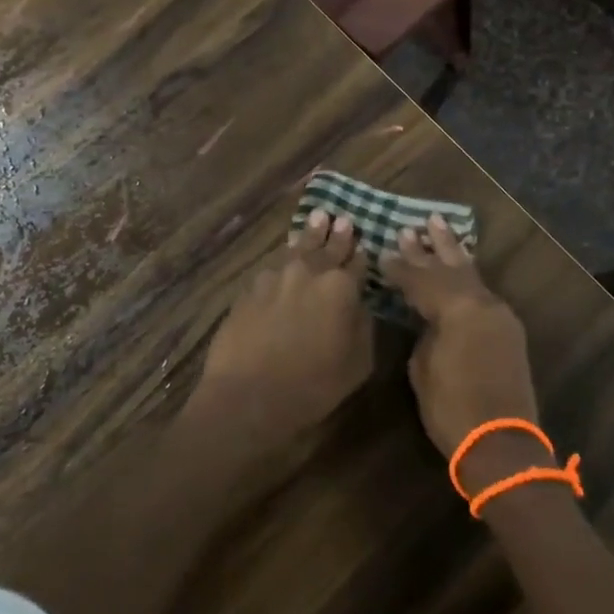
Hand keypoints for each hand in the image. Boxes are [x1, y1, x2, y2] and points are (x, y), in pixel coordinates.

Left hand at [187, 210, 370, 451]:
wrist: (248, 395)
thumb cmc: (313, 385)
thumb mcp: (358, 363)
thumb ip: (364, 326)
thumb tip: (361, 305)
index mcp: (341, 287)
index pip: (358, 262)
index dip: (362, 254)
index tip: (364, 243)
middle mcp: (308, 271)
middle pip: (327, 246)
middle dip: (337, 234)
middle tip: (341, 218)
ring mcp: (275, 276)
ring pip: (297, 247)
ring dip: (309, 234)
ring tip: (317, 218)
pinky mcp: (249, 288)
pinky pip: (273, 264)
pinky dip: (284, 257)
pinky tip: (285, 254)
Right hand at [381, 215, 540, 486]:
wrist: (502, 445)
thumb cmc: (452, 409)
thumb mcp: (424, 368)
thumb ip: (425, 332)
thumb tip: (427, 318)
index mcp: (457, 309)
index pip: (421, 280)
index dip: (400, 267)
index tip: (383, 251)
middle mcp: (481, 303)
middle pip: (449, 267)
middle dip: (428, 248)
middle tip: (411, 226)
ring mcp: (499, 314)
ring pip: (470, 274)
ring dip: (452, 251)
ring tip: (438, 225)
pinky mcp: (508, 329)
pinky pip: (482, 291)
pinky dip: (467, 274)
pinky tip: (461, 264)